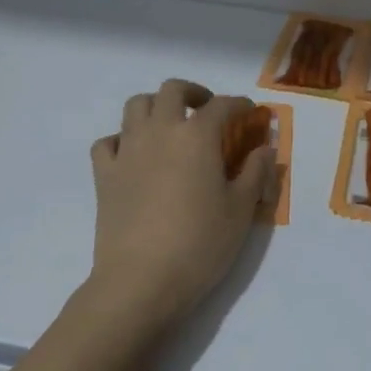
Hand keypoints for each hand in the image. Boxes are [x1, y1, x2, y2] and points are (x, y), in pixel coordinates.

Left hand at [83, 78, 275, 343]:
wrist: (141, 280)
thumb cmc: (200, 244)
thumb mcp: (241, 210)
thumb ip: (255, 172)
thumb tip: (265, 147)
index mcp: (197, 136)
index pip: (222, 106)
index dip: (240, 105)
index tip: (251, 113)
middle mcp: (160, 131)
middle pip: (172, 90)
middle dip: (194, 93)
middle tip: (207, 110)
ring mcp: (127, 150)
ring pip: (136, 105)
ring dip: (156, 106)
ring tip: (170, 125)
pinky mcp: (104, 174)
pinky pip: (108, 142)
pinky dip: (122, 139)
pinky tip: (134, 155)